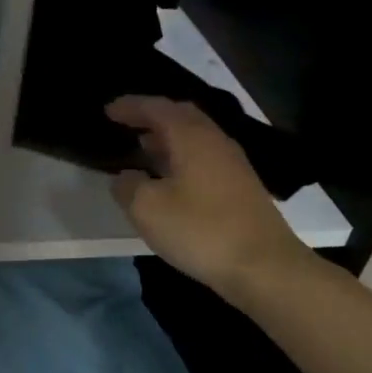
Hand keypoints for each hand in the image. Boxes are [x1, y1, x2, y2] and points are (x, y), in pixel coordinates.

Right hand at [106, 96, 307, 296]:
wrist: (263, 266)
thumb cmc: (200, 230)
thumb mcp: (147, 209)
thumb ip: (128, 186)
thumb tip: (125, 177)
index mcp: (192, 137)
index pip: (157, 108)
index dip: (131, 106)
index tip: (108, 110)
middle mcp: (215, 141)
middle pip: (182, 116)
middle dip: (152, 116)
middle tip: (127, 123)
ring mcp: (232, 164)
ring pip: (195, 138)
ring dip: (167, 138)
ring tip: (143, 148)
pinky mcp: (240, 187)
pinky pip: (203, 158)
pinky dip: (181, 157)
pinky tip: (169, 177)